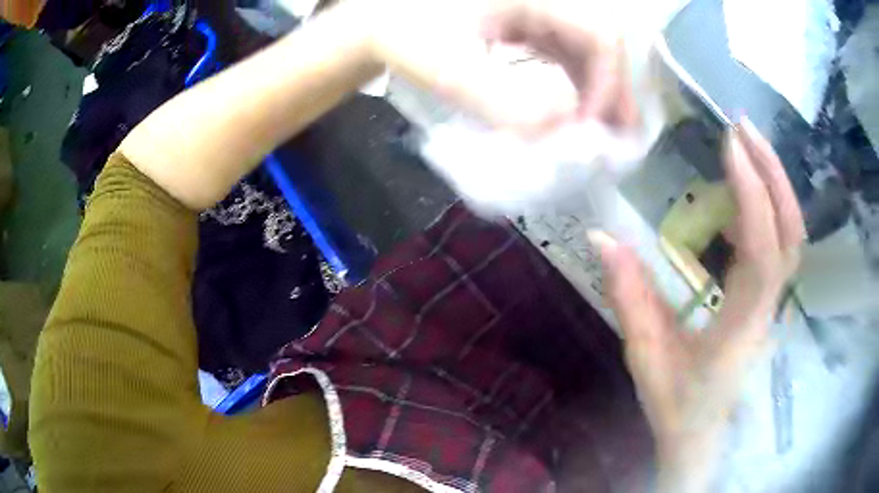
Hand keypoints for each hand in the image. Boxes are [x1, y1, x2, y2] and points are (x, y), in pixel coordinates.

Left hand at [366, 0, 637, 134]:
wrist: (379, 22)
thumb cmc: (406, 35)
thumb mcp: (449, 68)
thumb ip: (504, 102)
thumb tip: (562, 128)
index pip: (601, 34)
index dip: (609, 83)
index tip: (593, 129)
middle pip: (599, 39)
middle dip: (610, 90)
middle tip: (618, 138)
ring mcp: (535, 6)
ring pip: (583, 46)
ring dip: (594, 88)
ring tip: (600, 130)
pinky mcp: (525, 19)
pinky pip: (562, 49)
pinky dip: (572, 81)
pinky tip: (571, 108)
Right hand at [592, 118, 803, 491]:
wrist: (700, 433)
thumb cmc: (676, 405)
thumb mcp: (645, 358)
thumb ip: (629, 298)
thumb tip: (602, 235)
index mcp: (741, 327)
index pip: (763, 255)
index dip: (753, 197)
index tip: (729, 146)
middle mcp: (768, 309)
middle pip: (791, 234)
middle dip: (773, 174)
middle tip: (742, 127)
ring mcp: (773, 301)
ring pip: (792, 235)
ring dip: (775, 182)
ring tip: (747, 143)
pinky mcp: (768, 296)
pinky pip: (780, 242)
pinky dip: (770, 203)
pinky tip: (747, 185)